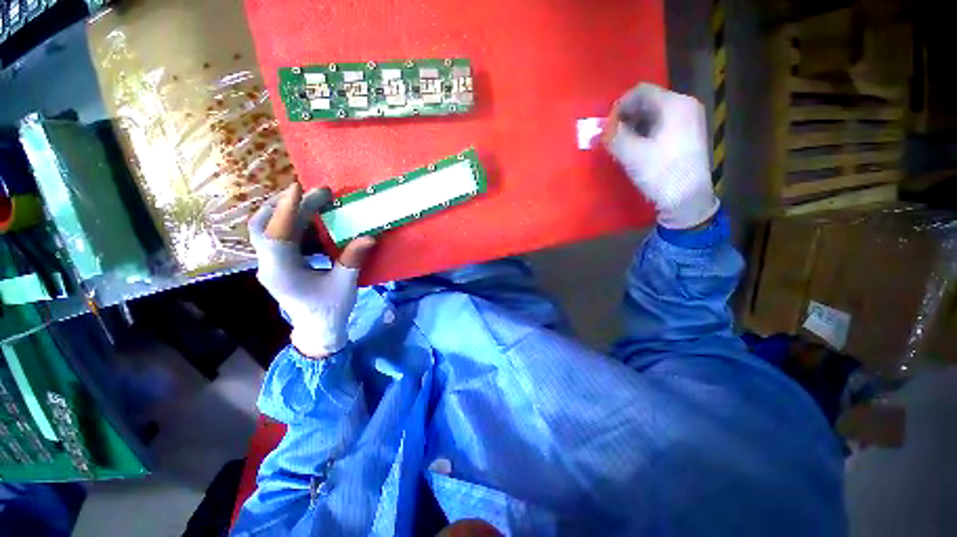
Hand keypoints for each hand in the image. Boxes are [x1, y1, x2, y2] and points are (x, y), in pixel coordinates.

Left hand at [249, 184, 375, 358]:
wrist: (317, 330)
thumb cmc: (330, 311)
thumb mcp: (344, 285)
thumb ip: (353, 260)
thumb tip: (369, 237)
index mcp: (281, 272)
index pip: (276, 235)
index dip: (286, 210)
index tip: (299, 189)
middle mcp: (269, 265)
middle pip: (263, 227)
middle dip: (285, 205)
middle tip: (314, 194)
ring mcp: (271, 265)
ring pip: (268, 230)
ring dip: (288, 213)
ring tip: (314, 204)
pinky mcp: (279, 265)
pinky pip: (280, 237)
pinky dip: (294, 225)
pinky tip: (314, 224)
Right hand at [602, 83, 718, 229]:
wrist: (687, 200)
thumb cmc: (661, 173)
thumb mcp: (632, 154)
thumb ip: (614, 136)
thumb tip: (599, 128)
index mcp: (675, 104)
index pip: (640, 92)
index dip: (618, 107)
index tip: (605, 127)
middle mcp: (685, 107)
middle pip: (647, 102)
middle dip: (625, 117)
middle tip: (609, 137)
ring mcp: (688, 122)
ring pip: (653, 115)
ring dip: (632, 127)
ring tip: (619, 144)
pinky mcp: (686, 137)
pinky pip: (660, 126)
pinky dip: (643, 134)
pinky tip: (634, 149)